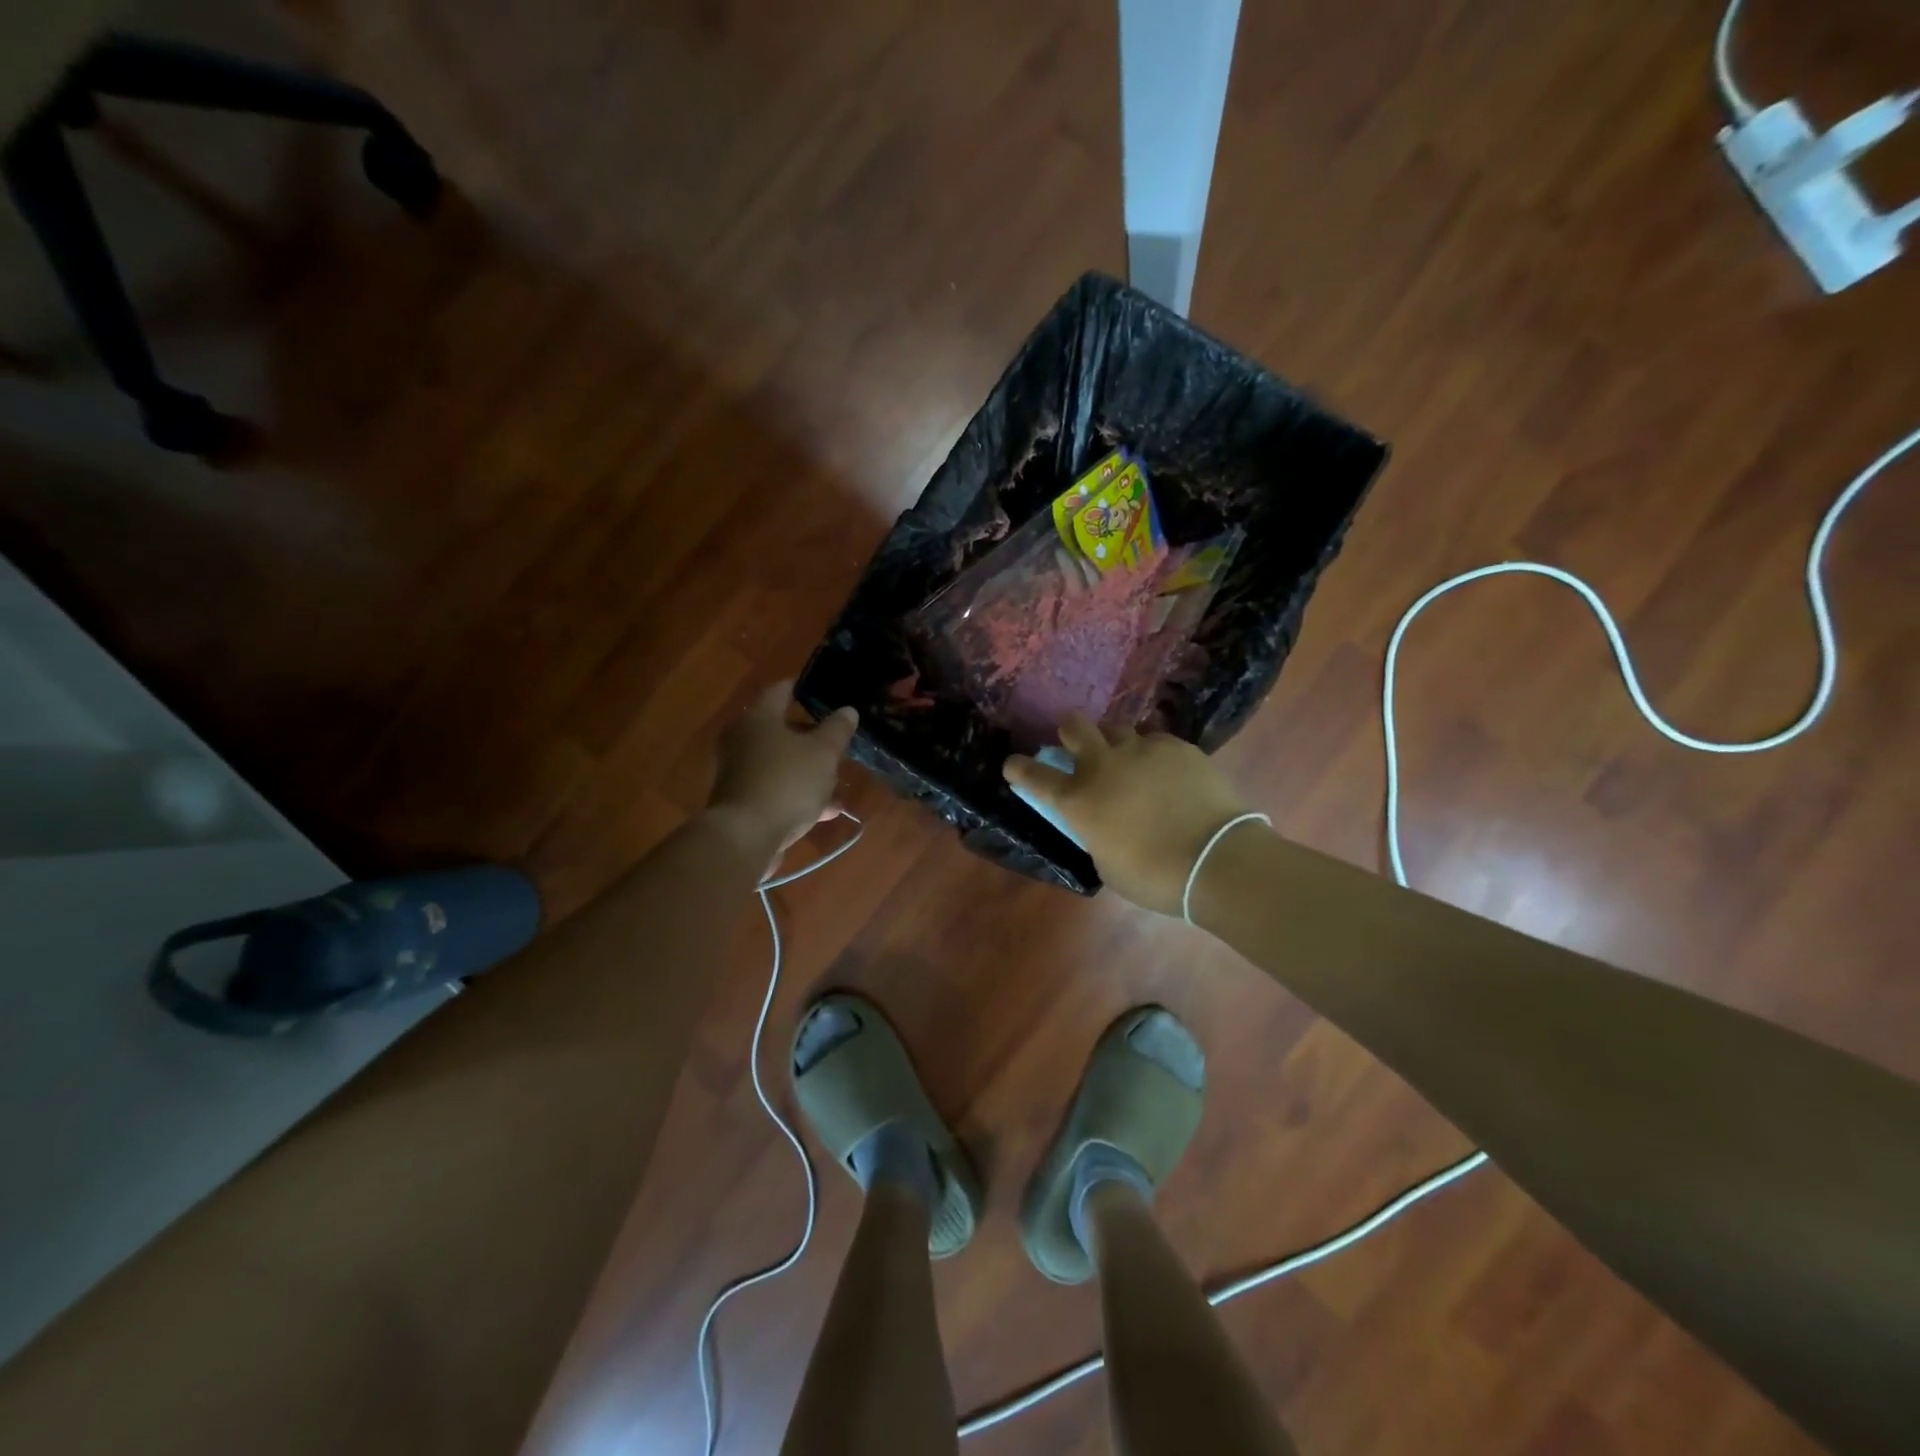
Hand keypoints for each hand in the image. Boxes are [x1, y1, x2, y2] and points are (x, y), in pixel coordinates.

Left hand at [707, 682, 858, 863]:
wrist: (745, 837)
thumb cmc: (786, 782)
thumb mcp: (823, 753)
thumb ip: (837, 730)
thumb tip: (847, 710)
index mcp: (758, 718)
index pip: (780, 690)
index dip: (802, 688)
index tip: (823, 691)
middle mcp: (742, 740)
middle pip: (780, 729)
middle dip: (810, 737)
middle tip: (836, 741)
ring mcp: (739, 773)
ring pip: (780, 763)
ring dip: (807, 770)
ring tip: (838, 781)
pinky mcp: (742, 802)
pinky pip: (776, 790)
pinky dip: (798, 795)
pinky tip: (827, 811)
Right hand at [1004, 714, 1258, 914]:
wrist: (1217, 859)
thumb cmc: (1155, 876)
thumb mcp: (1107, 863)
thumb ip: (1096, 833)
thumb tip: (1102, 821)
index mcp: (1078, 800)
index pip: (1034, 776)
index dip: (1019, 768)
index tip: (1013, 764)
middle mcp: (1103, 765)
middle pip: (1075, 727)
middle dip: (1069, 731)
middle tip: (1076, 743)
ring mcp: (1141, 750)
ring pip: (1116, 728)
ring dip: (1114, 742)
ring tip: (1129, 760)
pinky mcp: (1176, 746)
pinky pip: (1155, 740)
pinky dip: (1152, 753)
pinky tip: (1167, 771)